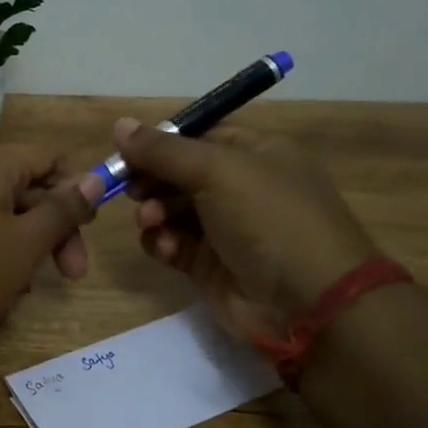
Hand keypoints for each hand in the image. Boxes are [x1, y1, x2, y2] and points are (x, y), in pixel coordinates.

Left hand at [0, 144, 98, 358]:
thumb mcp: (24, 246)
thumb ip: (62, 210)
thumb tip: (94, 176)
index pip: (47, 157)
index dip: (75, 187)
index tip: (89, 227)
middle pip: (23, 188)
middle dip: (53, 229)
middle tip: (71, 274)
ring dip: (21, 247)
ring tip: (21, 290)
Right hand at [112, 117, 380, 341]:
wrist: (308, 303)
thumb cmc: (269, 219)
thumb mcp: (218, 171)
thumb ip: (163, 150)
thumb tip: (119, 125)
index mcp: (256, 153)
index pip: (199, 135)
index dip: (162, 141)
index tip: (127, 151)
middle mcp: (241, 186)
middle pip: (179, 172)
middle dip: (152, 179)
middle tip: (131, 190)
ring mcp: (225, 228)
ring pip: (171, 209)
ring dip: (154, 212)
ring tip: (151, 222)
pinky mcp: (210, 265)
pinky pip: (173, 244)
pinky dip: (162, 243)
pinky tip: (166, 249)